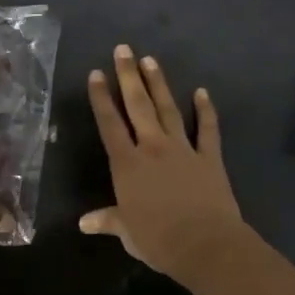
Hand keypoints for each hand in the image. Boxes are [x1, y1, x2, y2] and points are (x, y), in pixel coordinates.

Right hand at [81, 45, 246, 281]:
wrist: (205, 244)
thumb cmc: (158, 240)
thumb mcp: (127, 232)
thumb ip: (108, 220)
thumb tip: (84, 223)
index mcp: (128, 165)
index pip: (110, 125)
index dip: (101, 98)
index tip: (96, 74)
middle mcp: (153, 148)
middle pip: (138, 106)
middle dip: (128, 76)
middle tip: (123, 49)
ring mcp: (183, 149)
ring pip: (168, 109)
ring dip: (159, 84)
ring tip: (150, 60)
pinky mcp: (209, 157)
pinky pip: (207, 129)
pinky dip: (206, 110)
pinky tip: (202, 92)